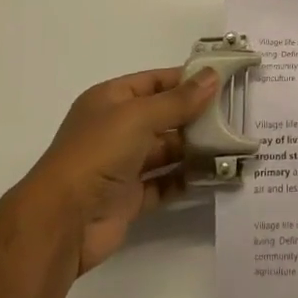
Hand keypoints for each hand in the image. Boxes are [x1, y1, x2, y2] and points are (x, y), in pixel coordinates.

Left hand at [14, 67, 219, 276]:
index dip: (186, 80)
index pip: (154, 82)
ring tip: (232, 147)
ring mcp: (123, 165)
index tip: (222, 81)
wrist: (63, 221)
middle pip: (163, 117)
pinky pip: (164, 183)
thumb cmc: (97, 153)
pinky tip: (214, 176)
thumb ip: (178, 100)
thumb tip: (213, 76)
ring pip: (166, 151)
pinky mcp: (130, 198)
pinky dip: (186, 179)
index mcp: (111, 100)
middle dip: (196, 117)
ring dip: (195, 149)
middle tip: (235, 117)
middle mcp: (116, 129)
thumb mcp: (139, 116)